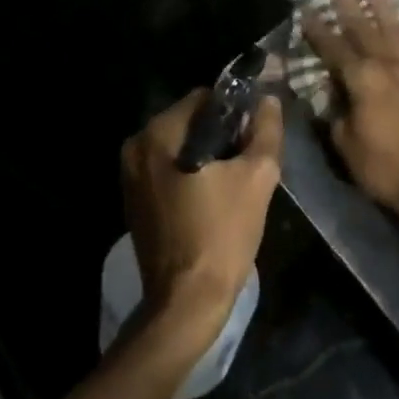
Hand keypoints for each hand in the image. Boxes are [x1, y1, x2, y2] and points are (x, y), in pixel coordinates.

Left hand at [120, 89, 282, 351]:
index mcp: (159, 133)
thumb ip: (266, 131)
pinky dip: (191, 175)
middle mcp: (136, 147)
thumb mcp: (258, 176)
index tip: (256, 133)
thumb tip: (268, 100)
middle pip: (190, 122)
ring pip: (180, 147)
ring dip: (207, 156)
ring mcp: (130, 176)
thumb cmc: (222, 233)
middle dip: (222, 135)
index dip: (236, 110)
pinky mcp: (134, 201)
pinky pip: (168, 171)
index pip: (205, 97)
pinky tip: (214, 198)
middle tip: (249, 160)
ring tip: (235, 181)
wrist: (186, 301)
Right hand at [300, 0, 398, 224]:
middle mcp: (387, 67)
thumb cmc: (382, 166)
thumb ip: (335, 112)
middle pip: (365, 29)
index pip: (334, 48)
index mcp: (362, 80)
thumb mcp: (345, 143)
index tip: (306, 9)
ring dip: (385, 8)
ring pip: (396, 32)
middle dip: (349, 5)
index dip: (318, 29)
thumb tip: (330, 93)